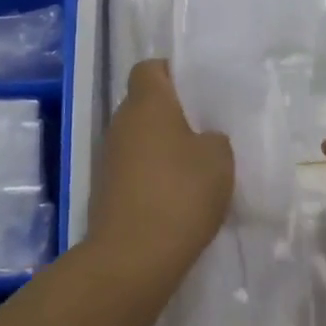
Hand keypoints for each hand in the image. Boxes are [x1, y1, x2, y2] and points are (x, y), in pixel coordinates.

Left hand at [88, 60, 232, 278]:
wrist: (133, 257)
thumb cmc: (180, 193)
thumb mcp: (219, 159)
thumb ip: (213, 138)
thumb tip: (201, 140)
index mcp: (146, 103)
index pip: (150, 68)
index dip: (173, 73)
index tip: (199, 91)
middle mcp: (121, 122)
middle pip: (145, 103)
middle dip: (173, 113)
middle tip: (207, 128)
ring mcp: (109, 157)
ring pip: (140, 137)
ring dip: (163, 146)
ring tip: (197, 165)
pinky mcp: (106, 189)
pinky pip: (135, 167)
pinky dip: (154, 174)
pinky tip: (179, 194)